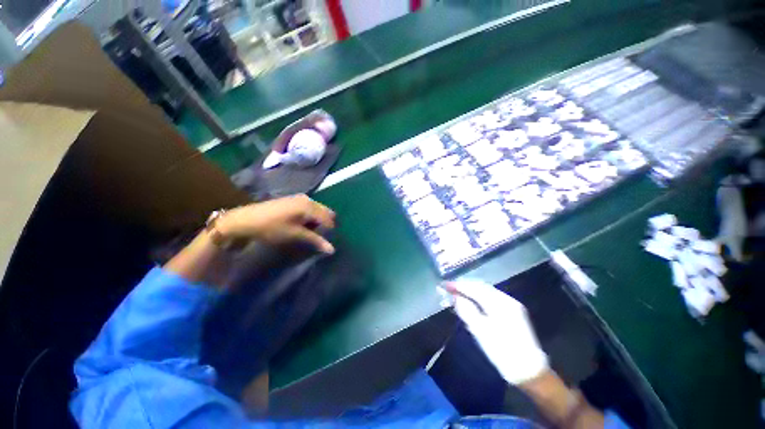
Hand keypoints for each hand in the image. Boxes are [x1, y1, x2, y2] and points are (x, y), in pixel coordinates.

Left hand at [218, 195, 335, 253]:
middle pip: (325, 212)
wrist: (245, 220)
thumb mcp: (295, 235)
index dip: (329, 232)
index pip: (328, 219)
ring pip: (318, 210)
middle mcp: (308, 199)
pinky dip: (310, 217)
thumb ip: (316, 240)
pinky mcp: (293, 200)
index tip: (323, 242)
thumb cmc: (272, 228)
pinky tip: (301, 225)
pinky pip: (309, 208)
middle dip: (325, 225)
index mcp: (310, 206)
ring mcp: (300, 198)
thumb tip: (332, 250)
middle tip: (317, 237)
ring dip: (317, 221)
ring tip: (308, 232)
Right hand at [444, 280, 548, 384]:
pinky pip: (491, 297)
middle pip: (481, 286)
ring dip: (471, 290)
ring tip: (457, 293)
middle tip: (449, 288)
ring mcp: (511, 305)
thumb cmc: (503, 352)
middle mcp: (507, 299)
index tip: (444, 285)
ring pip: (486, 291)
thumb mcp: (481, 332)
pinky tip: (472, 301)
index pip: (474, 288)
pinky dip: (479, 296)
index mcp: (500, 304)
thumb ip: (467, 311)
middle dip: (464, 286)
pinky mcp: (513, 312)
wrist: (529, 371)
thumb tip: (455, 297)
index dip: (458, 286)